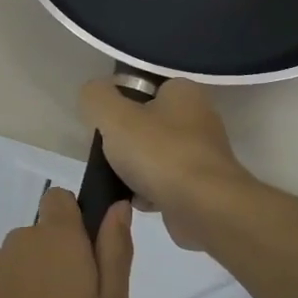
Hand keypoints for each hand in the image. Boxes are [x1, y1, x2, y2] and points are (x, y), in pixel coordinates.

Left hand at [0, 188, 133, 297]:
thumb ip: (114, 252)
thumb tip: (117, 207)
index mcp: (56, 238)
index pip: (60, 199)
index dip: (76, 220)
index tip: (89, 256)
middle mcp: (19, 242)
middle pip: (43, 236)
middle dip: (59, 260)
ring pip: (22, 263)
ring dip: (36, 283)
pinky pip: (2, 287)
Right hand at [79, 78, 254, 251]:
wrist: (205, 208)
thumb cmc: (159, 153)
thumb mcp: (113, 115)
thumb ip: (95, 97)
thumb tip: (93, 94)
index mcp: (184, 92)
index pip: (143, 88)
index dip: (119, 104)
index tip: (103, 124)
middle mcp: (199, 118)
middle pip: (146, 125)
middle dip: (125, 142)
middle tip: (108, 154)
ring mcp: (203, 155)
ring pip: (154, 156)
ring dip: (134, 170)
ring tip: (120, 181)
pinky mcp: (203, 187)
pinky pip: (165, 184)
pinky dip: (149, 192)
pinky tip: (138, 201)